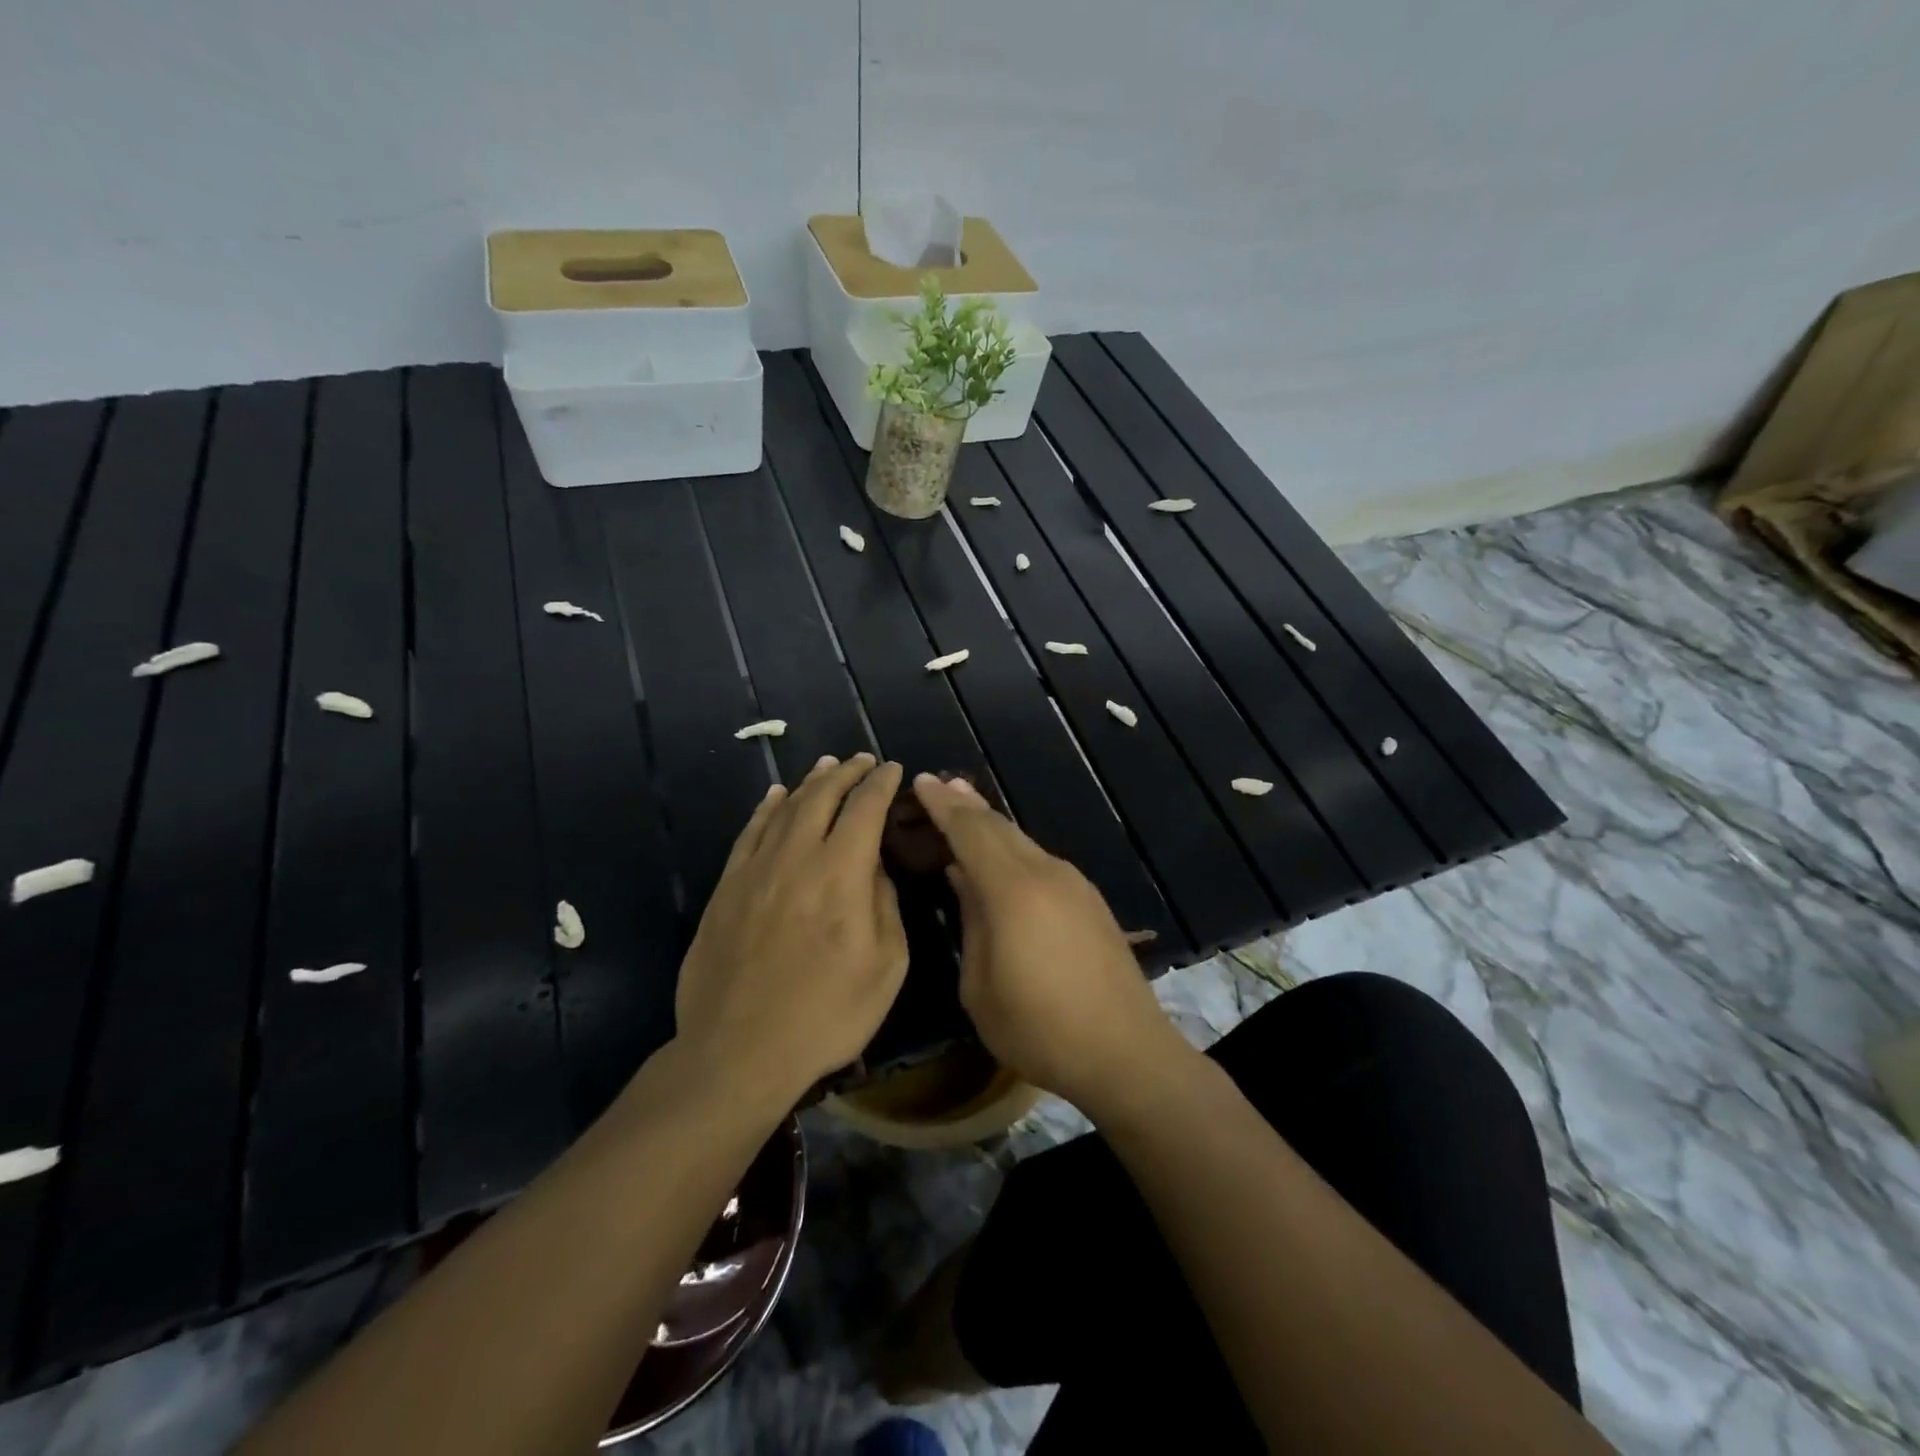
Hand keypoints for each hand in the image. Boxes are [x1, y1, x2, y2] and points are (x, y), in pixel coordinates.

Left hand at [675, 754, 908, 1108]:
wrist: (739, 1052)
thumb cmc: (826, 1015)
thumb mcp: (886, 965)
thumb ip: (884, 904)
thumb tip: (873, 867)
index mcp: (841, 873)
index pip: (865, 808)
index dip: (881, 783)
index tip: (893, 768)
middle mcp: (797, 857)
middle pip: (822, 796)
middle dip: (846, 772)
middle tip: (862, 760)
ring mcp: (755, 870)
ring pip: (785, 808)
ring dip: (810, 782)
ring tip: (826, 765)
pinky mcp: (727, 888)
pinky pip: (749, 833)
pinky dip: (766, 808)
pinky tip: (776, 797)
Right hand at [912, 773, 1189, 1113]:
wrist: (1127, 1052)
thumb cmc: (1040, 1029)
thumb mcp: (981, 988)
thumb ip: (971, 924)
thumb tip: (964, 879)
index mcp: (1013, 891)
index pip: (970, 832)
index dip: (943, 805)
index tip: (922, 780)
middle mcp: (1046, 874)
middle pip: (999, 827)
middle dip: (967, 804)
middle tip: (940, 784)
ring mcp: (1074, 884)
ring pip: (1023, 841)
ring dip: (991, 824)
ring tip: (965, 809)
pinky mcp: (1090, 901)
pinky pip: (1041, 861)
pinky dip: (1013, 849)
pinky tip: (1001, 859)